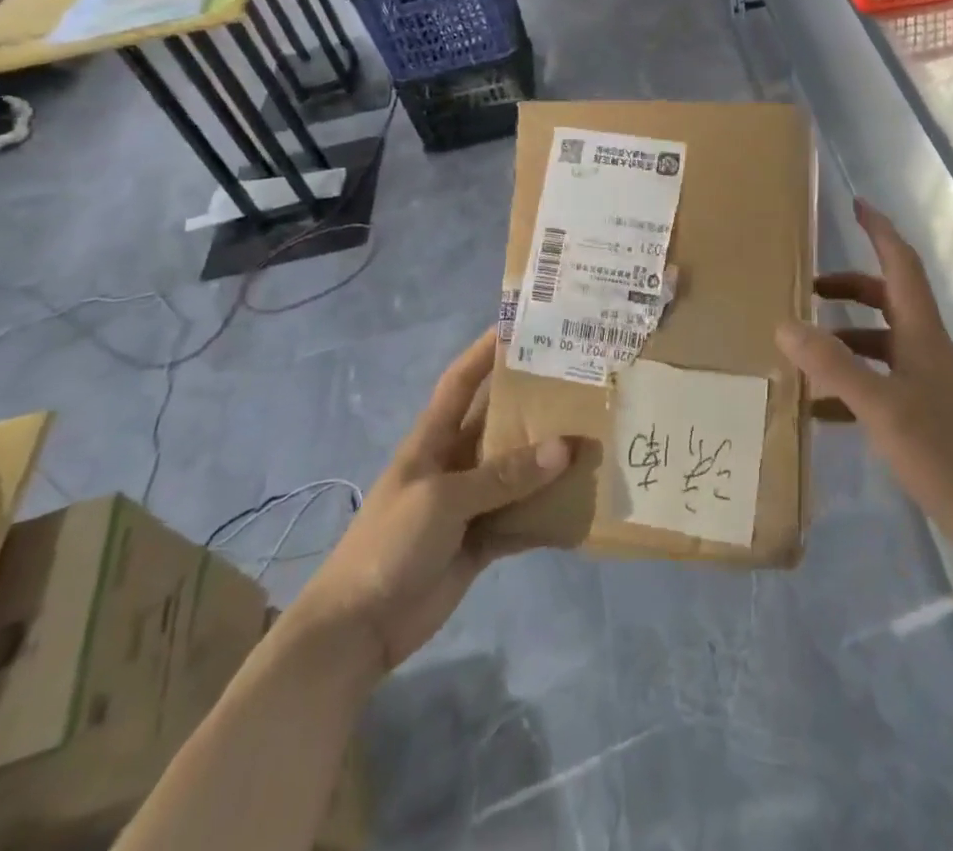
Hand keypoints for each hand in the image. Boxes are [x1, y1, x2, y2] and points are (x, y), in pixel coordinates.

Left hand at [294, 329, 570, 676]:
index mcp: (433, 439)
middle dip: (534, 401)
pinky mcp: (482, 539)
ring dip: (549, 458)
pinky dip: (548, 511)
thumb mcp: (443, 498)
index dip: (485, 351)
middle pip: (500, 421)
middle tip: (581, 379)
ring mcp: (470, 502)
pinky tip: (582, 501)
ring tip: (595, 435)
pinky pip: (523, 517)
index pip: (461, 381)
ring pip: (518, 469)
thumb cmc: (390, 543)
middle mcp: (455, 462)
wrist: (357, 629)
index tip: (521, 324)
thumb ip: (504, 474)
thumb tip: (566, 447)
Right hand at [775, 199, 952, 551]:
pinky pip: (882, 382)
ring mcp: (929, 382)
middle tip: (809, 289)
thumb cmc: (944, 450)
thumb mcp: (880, 406)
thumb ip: (832, 365)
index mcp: (922, 333)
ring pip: (882, 343)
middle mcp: (927, 349)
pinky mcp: (927, 413)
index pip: (901, 265)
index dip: (880, 231)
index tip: (857, 205)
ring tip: (805, 353)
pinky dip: (851, 384)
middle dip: (850, 287)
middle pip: (888, 300)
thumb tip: (784, 325)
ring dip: (846, 339)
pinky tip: (821, 409)